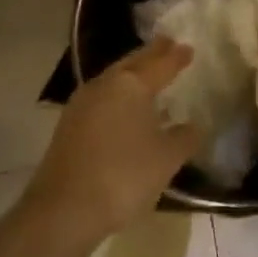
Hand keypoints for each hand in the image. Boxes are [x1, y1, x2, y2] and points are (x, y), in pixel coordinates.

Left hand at [27, 39, 197, 239]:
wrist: (63, 211)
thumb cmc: (124, 175)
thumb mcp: (167, 158)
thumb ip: (185, 137)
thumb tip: (194, 126)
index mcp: (131, 84)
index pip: (160, 63)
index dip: (176, 56)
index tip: (188, 47)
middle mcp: (105, 85)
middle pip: (133, 63)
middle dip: (151, 54)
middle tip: (167, 45)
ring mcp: (82, 105)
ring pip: (114, 79)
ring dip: (132, 74)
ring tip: (149, 74)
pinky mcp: (69, 126)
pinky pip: (102, 98)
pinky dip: (118, 95)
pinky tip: (125, 108)